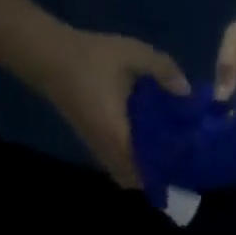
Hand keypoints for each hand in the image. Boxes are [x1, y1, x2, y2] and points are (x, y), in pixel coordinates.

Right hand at [34, 29, 188, 187]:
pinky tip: (142, 144)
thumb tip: (187, 91)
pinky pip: (114, 164)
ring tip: (162, 156)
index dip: (164, 173)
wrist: (49, 57)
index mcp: (118, 135)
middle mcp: (107, 150)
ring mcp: (97, 148)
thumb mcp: (131, 54)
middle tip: (175, 162)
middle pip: (134, 180)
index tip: (183, 167)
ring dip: (141, 171)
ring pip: (122, 175)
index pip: (145, 170)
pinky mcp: (91, 142)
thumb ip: (162, 69)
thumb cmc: (91, 57)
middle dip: (154, 177)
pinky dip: (129, 163)